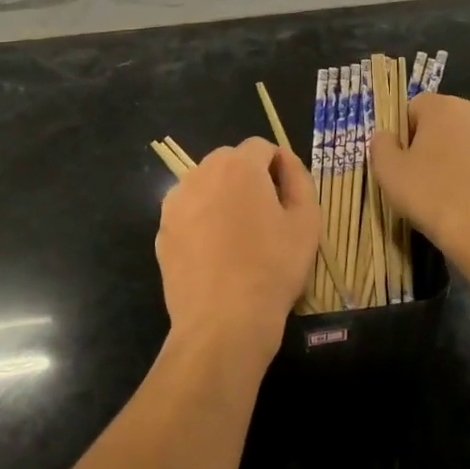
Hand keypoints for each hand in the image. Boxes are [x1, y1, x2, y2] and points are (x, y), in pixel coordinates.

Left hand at [155, 138, 319, 365]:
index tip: (287, 198)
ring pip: (205, 185)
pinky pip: (188, 212)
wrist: (223, 321)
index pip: (261, 147)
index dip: (278, 167)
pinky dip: (202, 221)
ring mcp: (176, 202)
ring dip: (222, 197)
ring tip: (238, 237)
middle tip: (266, 217)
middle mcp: (201, 174)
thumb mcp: (307, 221)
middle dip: (248, 179)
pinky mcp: (162, 230)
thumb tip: (285, 161)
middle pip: (229, 162)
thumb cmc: (272, 268)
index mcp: (238, 166)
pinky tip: (215, 254)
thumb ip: (299, 178)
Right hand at [369, 93, 469, 248]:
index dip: (403, 133)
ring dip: (455, 160)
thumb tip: (386, 137)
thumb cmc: (430, 194)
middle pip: (444, 124)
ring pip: (468, 144)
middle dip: (431, 144)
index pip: (414, 108)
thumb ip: (381, 144)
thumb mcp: (388, 170)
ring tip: (444, 193)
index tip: (401, 161)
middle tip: (419, 177)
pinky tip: (468, 203)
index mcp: (445, 107)